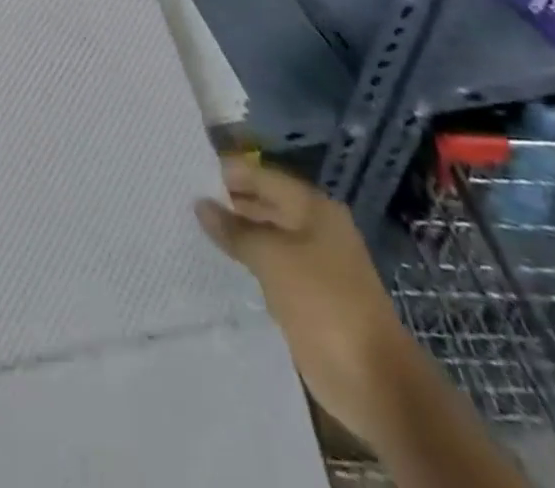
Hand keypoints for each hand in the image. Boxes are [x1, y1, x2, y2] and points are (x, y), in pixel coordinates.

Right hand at [196, 155, 417, 446]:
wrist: (375, 383)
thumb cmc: (324, 303)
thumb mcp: (272, 258)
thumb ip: (234, 229)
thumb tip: (201, 204)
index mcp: (313, 208)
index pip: (261, 176)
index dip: (226, 173)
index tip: (184, 171)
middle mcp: (315, 228)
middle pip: (263, 204)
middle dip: (226, 204)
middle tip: (179, 200)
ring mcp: (314, 264)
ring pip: (265, 238)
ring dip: (234, 236)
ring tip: (188, 228)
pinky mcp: (308, 296)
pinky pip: (270, 268)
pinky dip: (246, 264)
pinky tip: (215, 264)